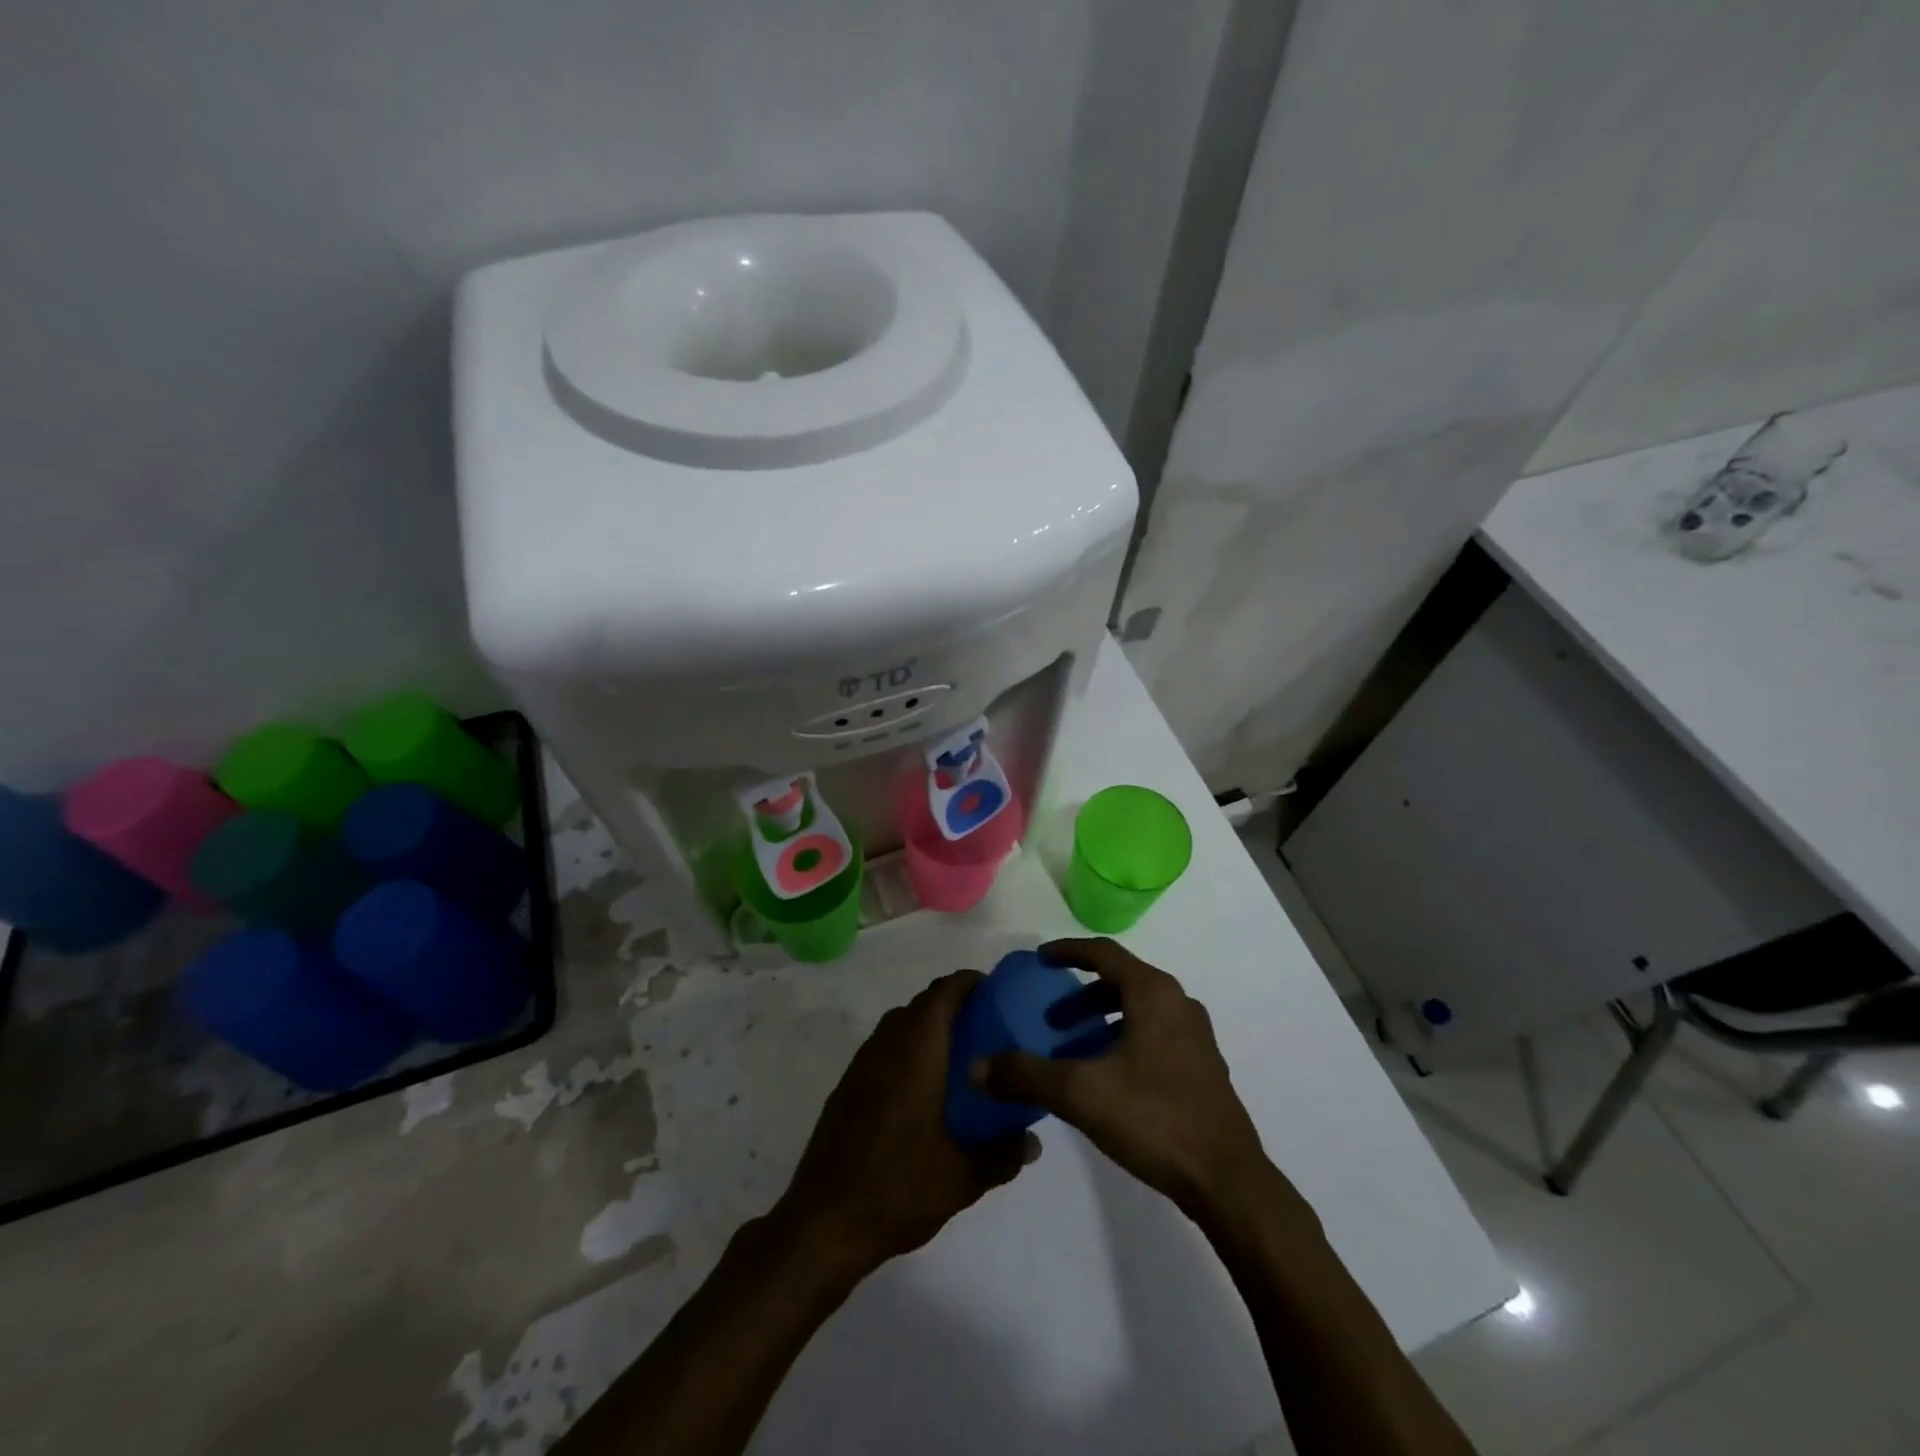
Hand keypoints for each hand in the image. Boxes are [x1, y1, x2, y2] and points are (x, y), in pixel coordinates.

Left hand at [773, 969, 1036, 1281]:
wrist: (823, 1222)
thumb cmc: (898, 1189)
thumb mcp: (962, 1178)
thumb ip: (1003, 1154)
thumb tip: (1033, 1141)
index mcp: (916, 1051)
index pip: (944, 992)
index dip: (970, 983)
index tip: (998, 994)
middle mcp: (887, 1044)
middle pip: (923, 1004)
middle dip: (955, 1006)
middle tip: (989, 1029)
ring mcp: (862, 1064)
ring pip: (902, 1024)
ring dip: (930, 1028)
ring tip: (962, 1057)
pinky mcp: (848, 1085)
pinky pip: (885, 1048)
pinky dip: (909, 1050)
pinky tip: (925, 1089)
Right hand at [974, 938, 1269, 1215]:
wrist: (1227, 1180)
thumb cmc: (1154, 1118)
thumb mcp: (1080, 1093)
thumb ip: (1025, 1075)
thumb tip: (975, 1067)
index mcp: (1154, 993)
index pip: (1104, 953)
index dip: (1068, 951)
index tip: (1040, 959)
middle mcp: (1178, 1004)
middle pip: (1121, 981)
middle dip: (1081, 996)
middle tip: (1051, 1019)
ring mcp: (1195, 1037)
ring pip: (1139, 1011)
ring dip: (1102, 1021)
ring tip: (1073, 1050)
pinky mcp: (1202, 1068)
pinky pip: (1154, 1035)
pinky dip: (1124, 1040)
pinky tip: (1107, 1078)